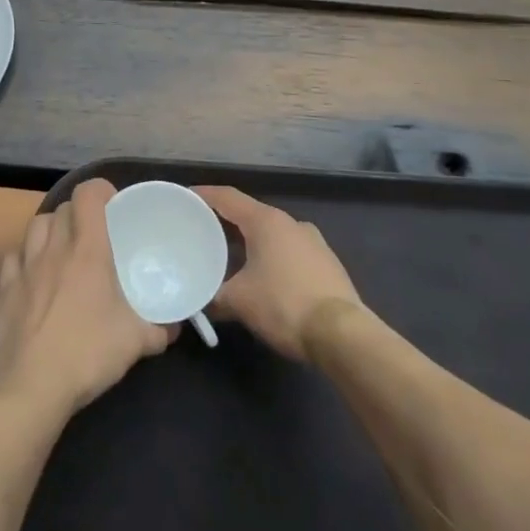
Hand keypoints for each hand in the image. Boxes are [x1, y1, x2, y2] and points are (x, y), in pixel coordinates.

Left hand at [0, 179, 176, 415]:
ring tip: (64, 249)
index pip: (88, 194)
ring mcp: (25, 267)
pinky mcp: (5, 289)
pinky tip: (35, 276)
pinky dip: (26, 258)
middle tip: (96, 235)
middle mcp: (54, 249)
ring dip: (52, 229)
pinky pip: (14, 257)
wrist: (32, 386)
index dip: (101, 191)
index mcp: (88, 250)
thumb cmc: (88, 353)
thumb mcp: (136, 342)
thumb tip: (174, 326)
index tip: (115, 207)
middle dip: (80, 213)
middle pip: (63, 208)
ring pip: (36, 226)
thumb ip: (159, 328)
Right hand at [197, 187, 362, 360]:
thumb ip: (213, 296)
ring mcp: (314, 242)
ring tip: (230, 256)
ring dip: (250, 241)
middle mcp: (291, 223)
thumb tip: (199, 303)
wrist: (343, 334)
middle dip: (226, 222)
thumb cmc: (284, 305)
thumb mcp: (239, 301)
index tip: (186, 197)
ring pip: (272, 234)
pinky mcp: (327, 264)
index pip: (228, 197)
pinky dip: (271, 256)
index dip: (204, 195)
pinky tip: (263, 276)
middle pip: (250, 214)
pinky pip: (290, 251)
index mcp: (266, 221)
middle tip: (202, 231)